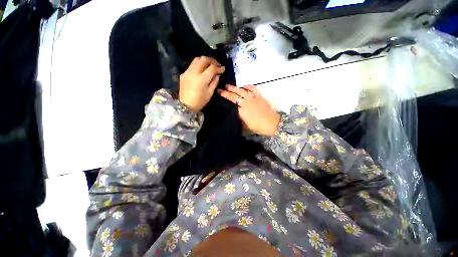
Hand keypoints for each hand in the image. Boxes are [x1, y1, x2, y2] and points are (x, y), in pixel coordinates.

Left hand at [179, 57, 224, 112]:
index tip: (223, 69)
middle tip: (217, 64)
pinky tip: (201, 70)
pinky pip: (191, 65)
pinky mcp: (183, 74)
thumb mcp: (210, 93)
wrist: (186, 105)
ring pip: (196, 59)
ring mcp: (187, 72)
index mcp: (202, 79)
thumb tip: (218, 75)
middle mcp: (194, 73)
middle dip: (212, 60)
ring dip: (204, 61)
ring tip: (209, 65)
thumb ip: (215, 82)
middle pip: (203, 59)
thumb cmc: (200, 101)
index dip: (218, 67)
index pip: (212, 68)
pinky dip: (198, 65)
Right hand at [218, 85, 280, 136]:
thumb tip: (236, 111)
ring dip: (236, 87)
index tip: (219, 92)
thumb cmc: (258, 127)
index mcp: (242, 110)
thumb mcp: (245, 125)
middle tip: (222, 88)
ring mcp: (253, 98)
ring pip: (243, 90)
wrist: (272, 124)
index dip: (225, 96)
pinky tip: (244, 86)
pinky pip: (253, 88)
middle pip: (236, 94)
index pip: (232, 101)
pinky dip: (247, 86)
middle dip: (228, 90)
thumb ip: (239, 117)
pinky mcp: (260, 96)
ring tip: (230, 86)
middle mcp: (246, 102)